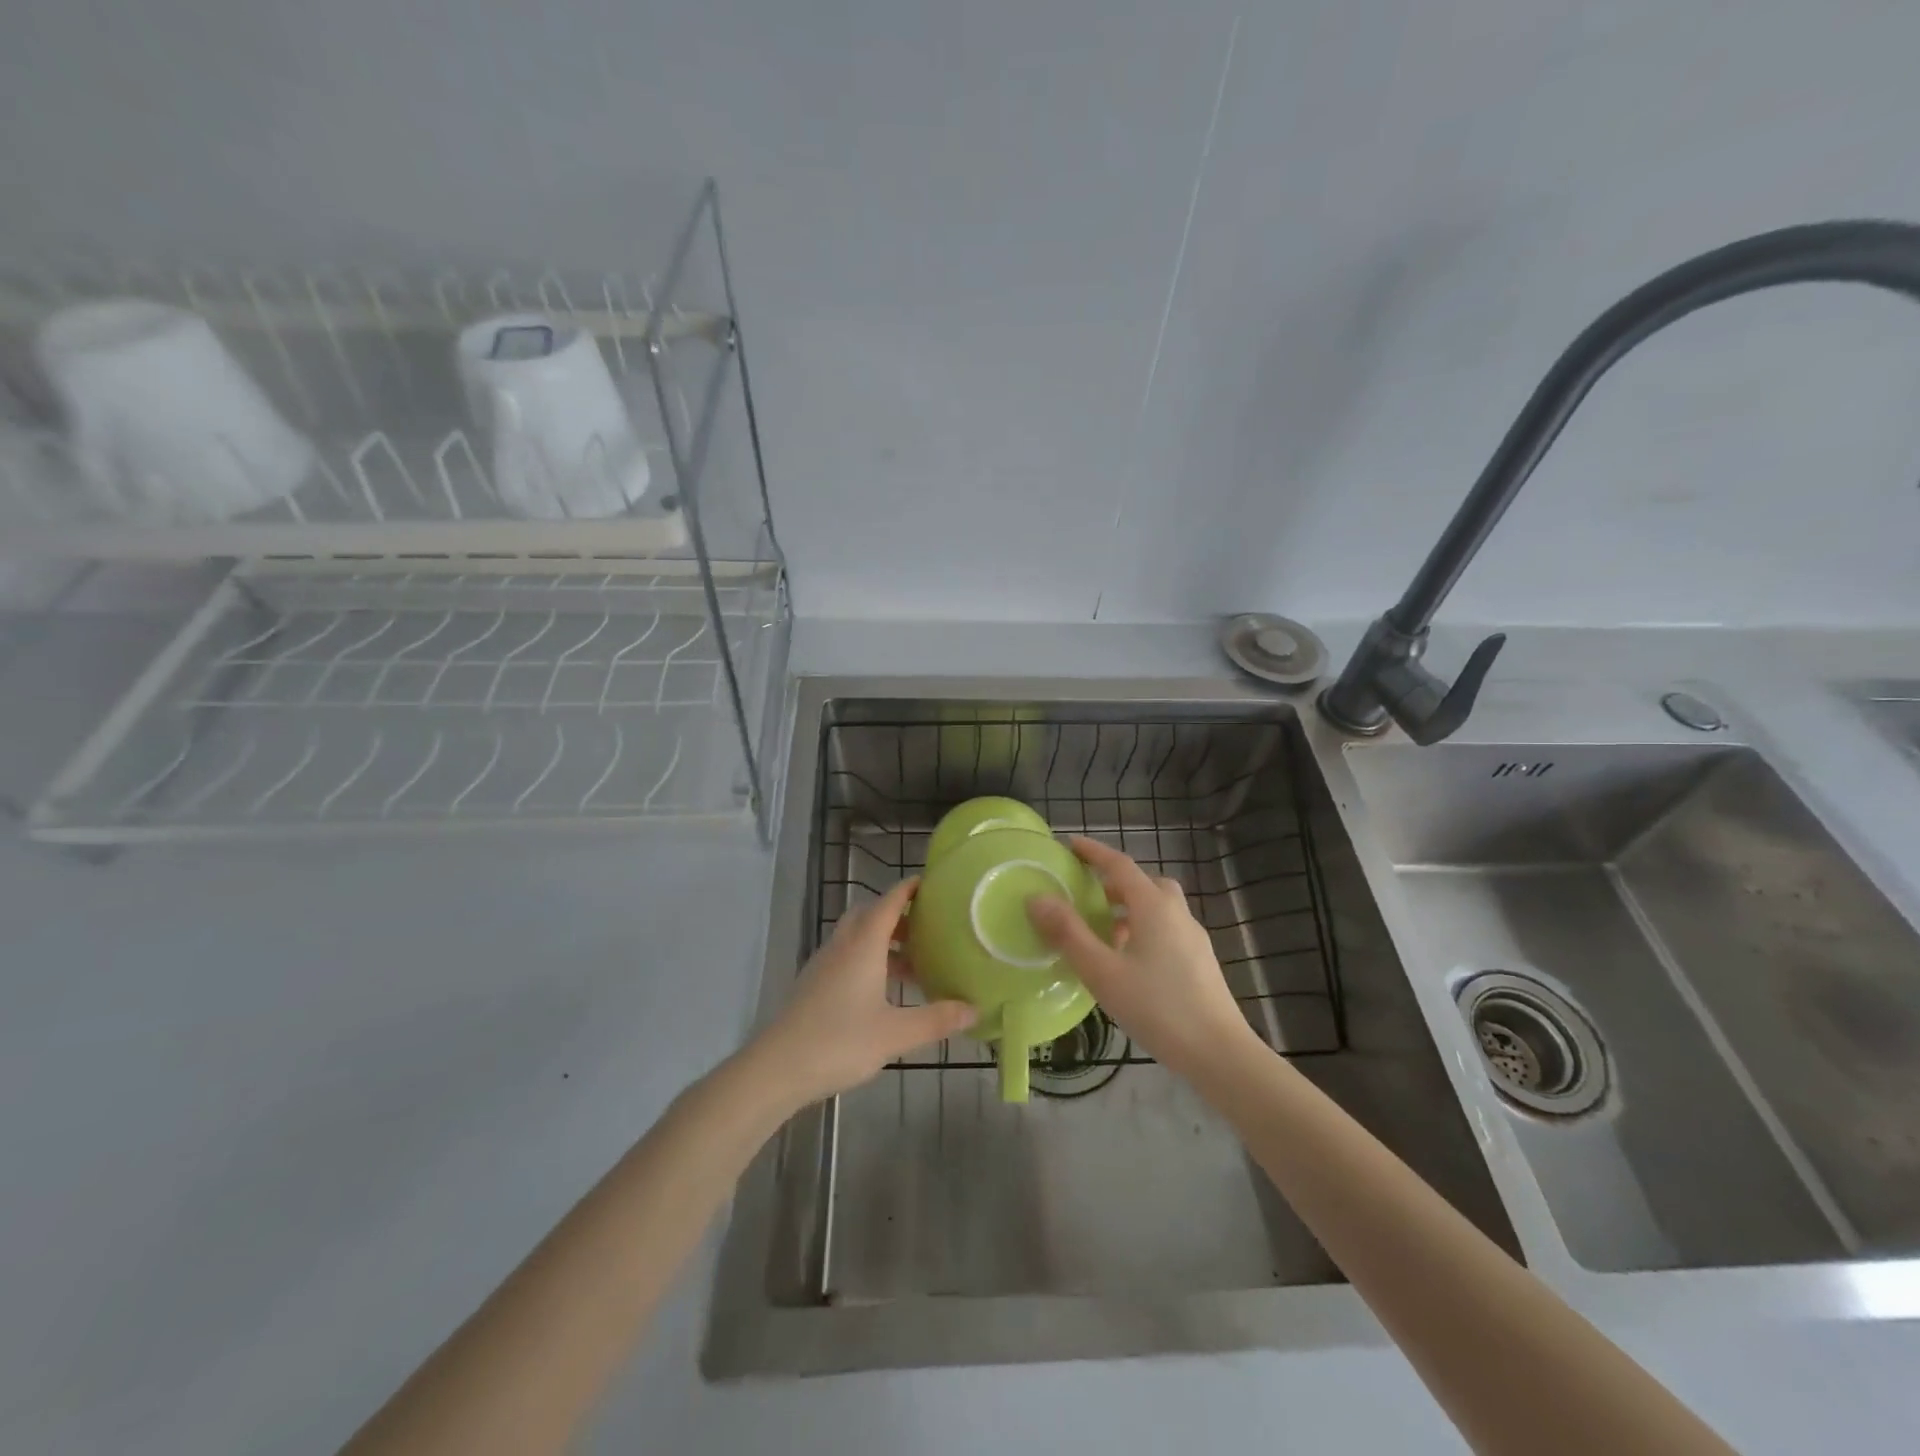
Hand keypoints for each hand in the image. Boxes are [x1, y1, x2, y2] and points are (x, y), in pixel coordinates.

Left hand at [749, 877, 975, 1109]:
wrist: (777, 1068)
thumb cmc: (840, 1042)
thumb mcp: (896, 1034)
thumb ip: (936, 1019)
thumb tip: (974, 1009)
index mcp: (863, 944)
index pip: (889, 901)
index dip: (910, 889)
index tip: (933, 884)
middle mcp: (842, 945)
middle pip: (871, 914)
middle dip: (899, 915)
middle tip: (928, 929)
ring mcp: (824, 964)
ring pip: (857, 937)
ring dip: (884, 941)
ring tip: (913, 966)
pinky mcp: (814, 984)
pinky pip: (846, 956)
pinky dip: (868, 960)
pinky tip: (883, 992)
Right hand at [1027, 837, 1256, 1078]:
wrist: (1219, 1053)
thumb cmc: (1157, 1007)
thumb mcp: (1102, 972)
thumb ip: (1068, 933)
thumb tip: (1038, 898)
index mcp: (1153, 906)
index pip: (1119, 865)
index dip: (1094, 852)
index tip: (1070, 844)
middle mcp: (1176, 913)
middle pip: (1144, 883)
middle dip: (1114, 882)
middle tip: (1087, 894)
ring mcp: (1193, 937)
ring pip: (1158, 907)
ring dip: (1130, 908)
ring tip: (1103, 931)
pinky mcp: (1200, 961)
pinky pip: (1167, 929)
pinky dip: (1144, 929)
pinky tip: (1129, 961)